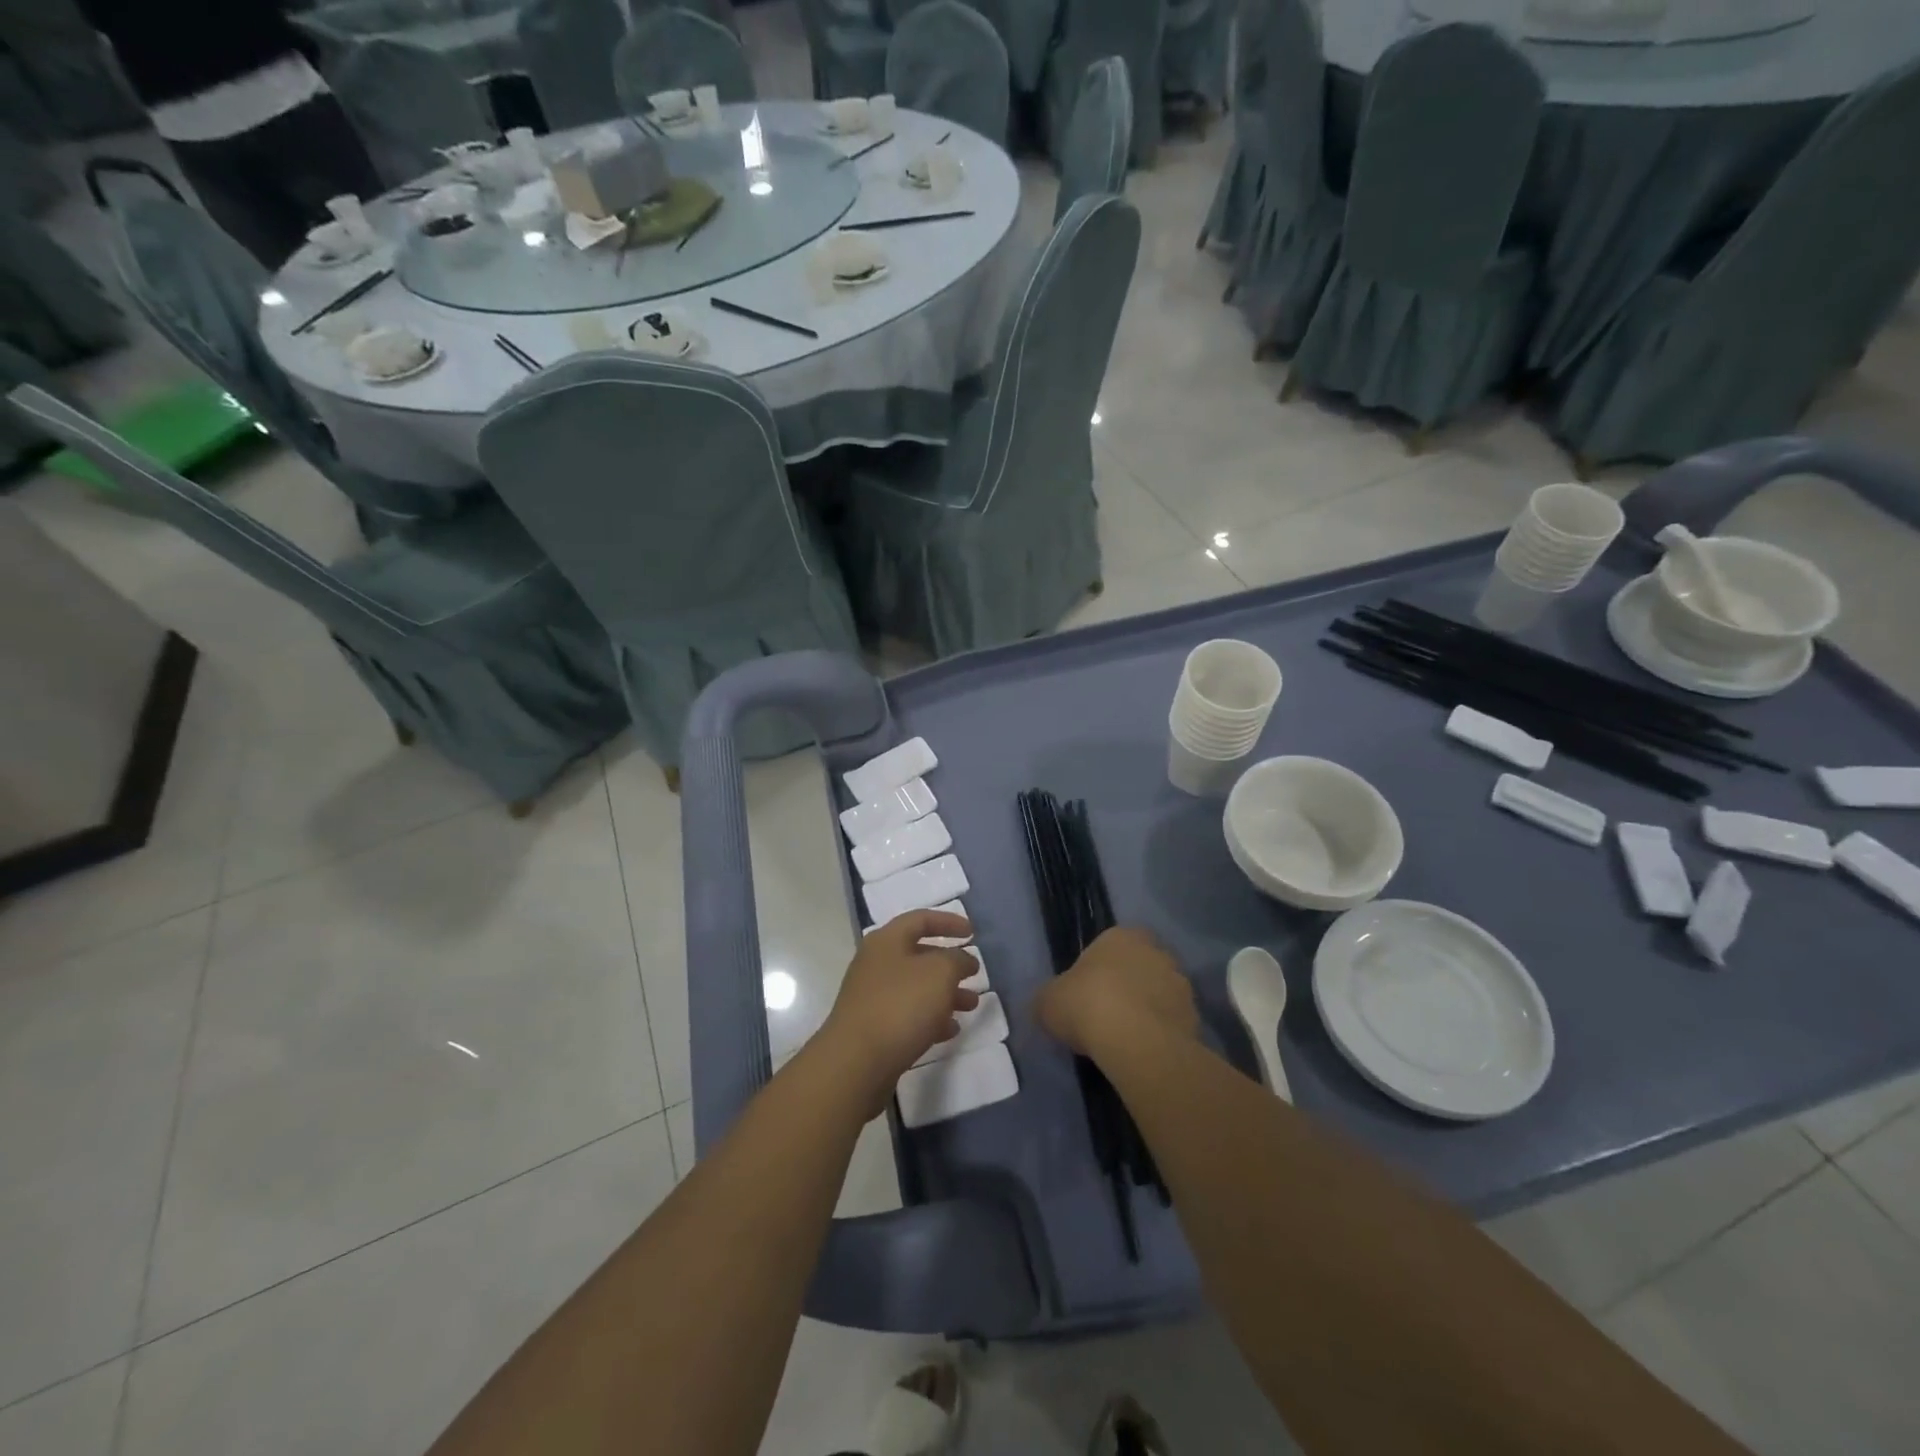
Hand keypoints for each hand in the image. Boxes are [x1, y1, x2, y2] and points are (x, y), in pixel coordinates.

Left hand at [819, 909, 980, 1102]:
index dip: (949, 922)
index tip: (973, 933)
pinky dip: (931, 1018)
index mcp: (887, 941)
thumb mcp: (939, 973)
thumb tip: (962, 960)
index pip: (921, 919)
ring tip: (971, 1006)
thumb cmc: (900, 1006)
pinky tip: (950, 1030)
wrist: (856, 1063)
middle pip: (919, 955)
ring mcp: (873, 997)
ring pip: (916, 987)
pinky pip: (908, 1015)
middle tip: (974, 974)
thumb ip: (957, 960)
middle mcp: (877, 964)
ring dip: (946, 994)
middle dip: (950, 964)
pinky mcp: (874, 1028)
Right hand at [1036, 926, 1197, 1058]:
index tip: (1088, 994)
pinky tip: (1145, 1052)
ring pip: (1160, 993)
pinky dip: (1162, 1033)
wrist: (1135, 1040)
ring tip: (1128, 1039)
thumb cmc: (1087, 1005)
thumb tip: (1048, 1007)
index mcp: (1120, 936)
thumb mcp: (1048, 1002)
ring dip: (1148, 1009)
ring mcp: (1180, 982)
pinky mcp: (1195, 1015)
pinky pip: (1173, 1021)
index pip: (1110, 945)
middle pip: (1139, 966)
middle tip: (1108, 1014)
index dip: (1099, 969)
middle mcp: (1155, 951)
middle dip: (1129, 986)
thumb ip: (1050, 999)